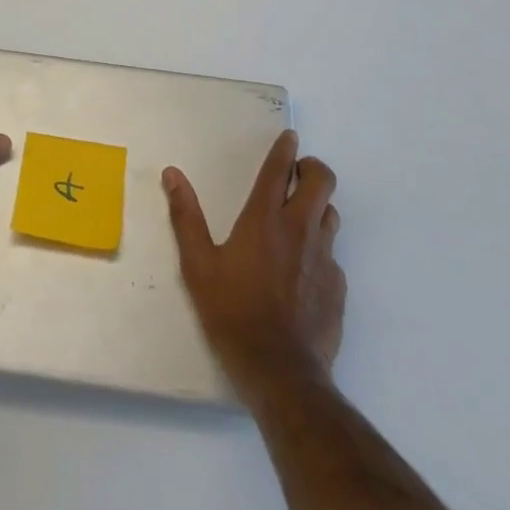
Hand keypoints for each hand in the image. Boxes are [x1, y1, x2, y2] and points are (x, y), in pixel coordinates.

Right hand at [164, 130, 344, 394]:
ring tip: (299, 218)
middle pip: (322, 181)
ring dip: (317, 207)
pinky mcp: (338, 287)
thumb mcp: (198, 266)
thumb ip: (186, 216)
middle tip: (296, 175)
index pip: (279, 170)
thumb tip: (172, 174)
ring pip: (330, 214)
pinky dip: (320, 249)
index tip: (290, 136)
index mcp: (264, 220)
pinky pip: (332, 254)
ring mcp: (324, 258)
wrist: (282, 374)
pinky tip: (303, 271)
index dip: (285, 149)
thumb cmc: (232, 314)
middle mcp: (299, 230)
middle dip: (312, 169)